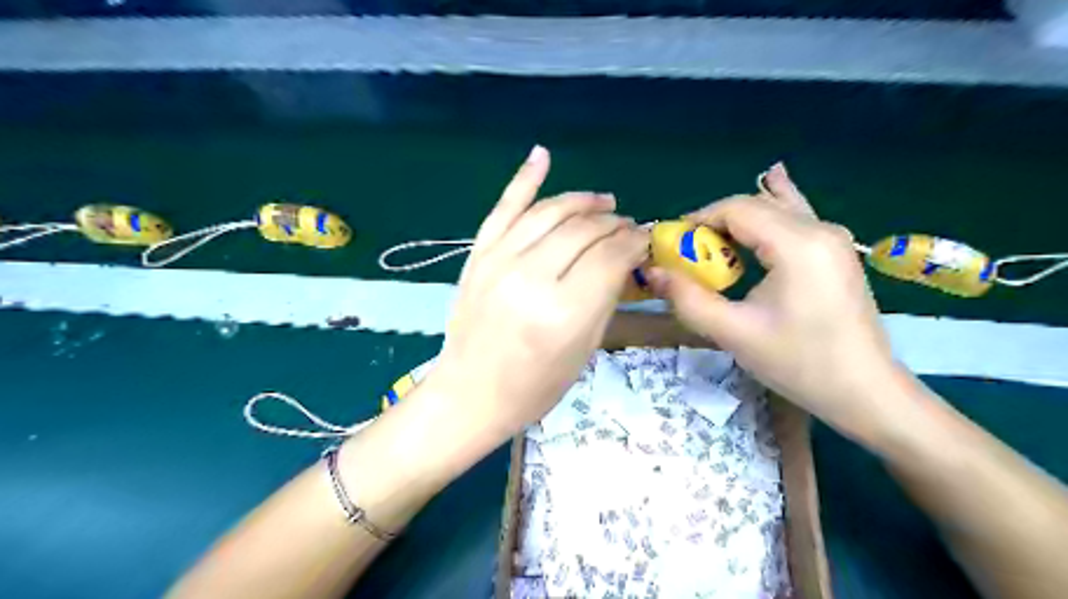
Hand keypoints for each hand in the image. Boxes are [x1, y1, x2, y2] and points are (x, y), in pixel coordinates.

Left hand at [429, 147, 645, 441]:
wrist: (469, 393)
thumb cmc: (534, 387)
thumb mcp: (583, 350)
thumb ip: (605, 297)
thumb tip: (623, 257)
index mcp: (563, 311)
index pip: (610, 256)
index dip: (633, 241)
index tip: (643, 238)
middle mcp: (531, 278)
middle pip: (583, 230)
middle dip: (613, 223)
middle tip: (627, 225)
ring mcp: (498, 261)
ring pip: (549, 212)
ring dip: (582, 201)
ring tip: (602, 202)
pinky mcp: (477, 256)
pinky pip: (503, 208)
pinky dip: (524, 179)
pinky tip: (542, 155)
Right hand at [651, 163, 897, 433]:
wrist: (865, 392)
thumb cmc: (800, 364)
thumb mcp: (734, 334)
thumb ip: (688, 299)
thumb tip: (651, 272)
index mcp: (797, 244)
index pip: (737, 209)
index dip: (698, 219)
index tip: (671, 244)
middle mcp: (819, 229)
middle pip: (756, 205)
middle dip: (715, 221)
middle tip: (686, 251)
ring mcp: (833, 238)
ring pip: (777, 208)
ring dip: (740, 218)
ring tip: (711, 237)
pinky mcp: (836, 252)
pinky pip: (797, 217)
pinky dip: (774, 207)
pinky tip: (773, 180)